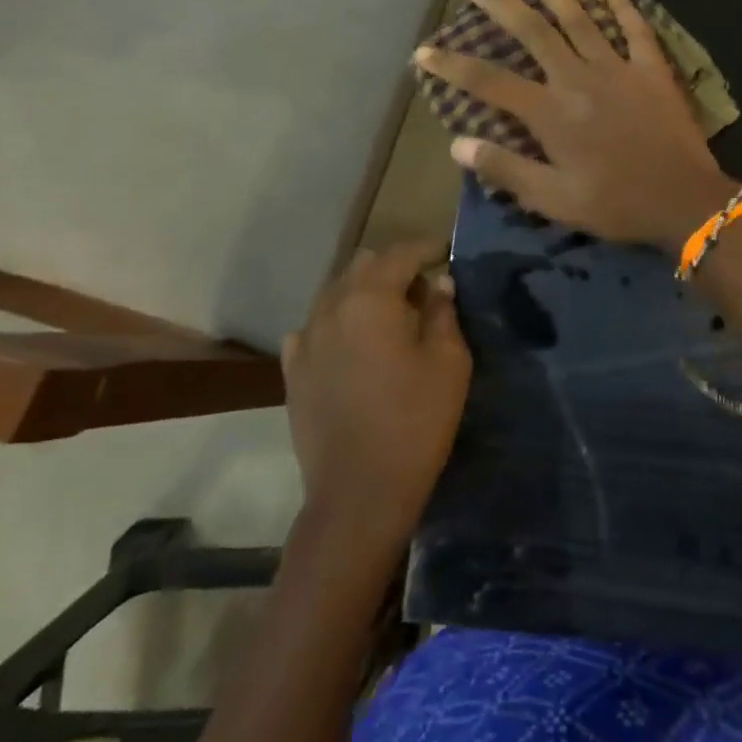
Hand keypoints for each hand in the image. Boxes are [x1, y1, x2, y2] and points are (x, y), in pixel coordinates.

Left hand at [281, 242, 469, 551]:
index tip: (447, 252)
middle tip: (423, 289)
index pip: (401, 253)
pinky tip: (354, 346)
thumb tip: (438, 283)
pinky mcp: (292, 370)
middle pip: (363, 265)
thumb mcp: (449, 362)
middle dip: (394, 267)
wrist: (359, 493)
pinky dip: (338, 324)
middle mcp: (331, 307)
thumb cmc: (415, 421)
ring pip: (336, 293)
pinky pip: (315, 328)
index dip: (428, 248)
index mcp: (371, 299)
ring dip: (365, 293)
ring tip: (391, 317)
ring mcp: (305, 339)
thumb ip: (443, 313)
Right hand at [415, 0, 740, 248]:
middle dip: (501, 6)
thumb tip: (458, 144)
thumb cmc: (616, 204)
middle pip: (533, 32)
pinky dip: (623, 7)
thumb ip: (506, 169)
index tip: (424, 51)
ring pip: (580, 18)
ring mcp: (618, 68)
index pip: (490, 82)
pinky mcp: (652, 70)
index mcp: (551, 112)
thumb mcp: (554, 199)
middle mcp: (578, 78)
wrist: (684, 200)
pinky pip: (636, 29)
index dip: (453, 65)